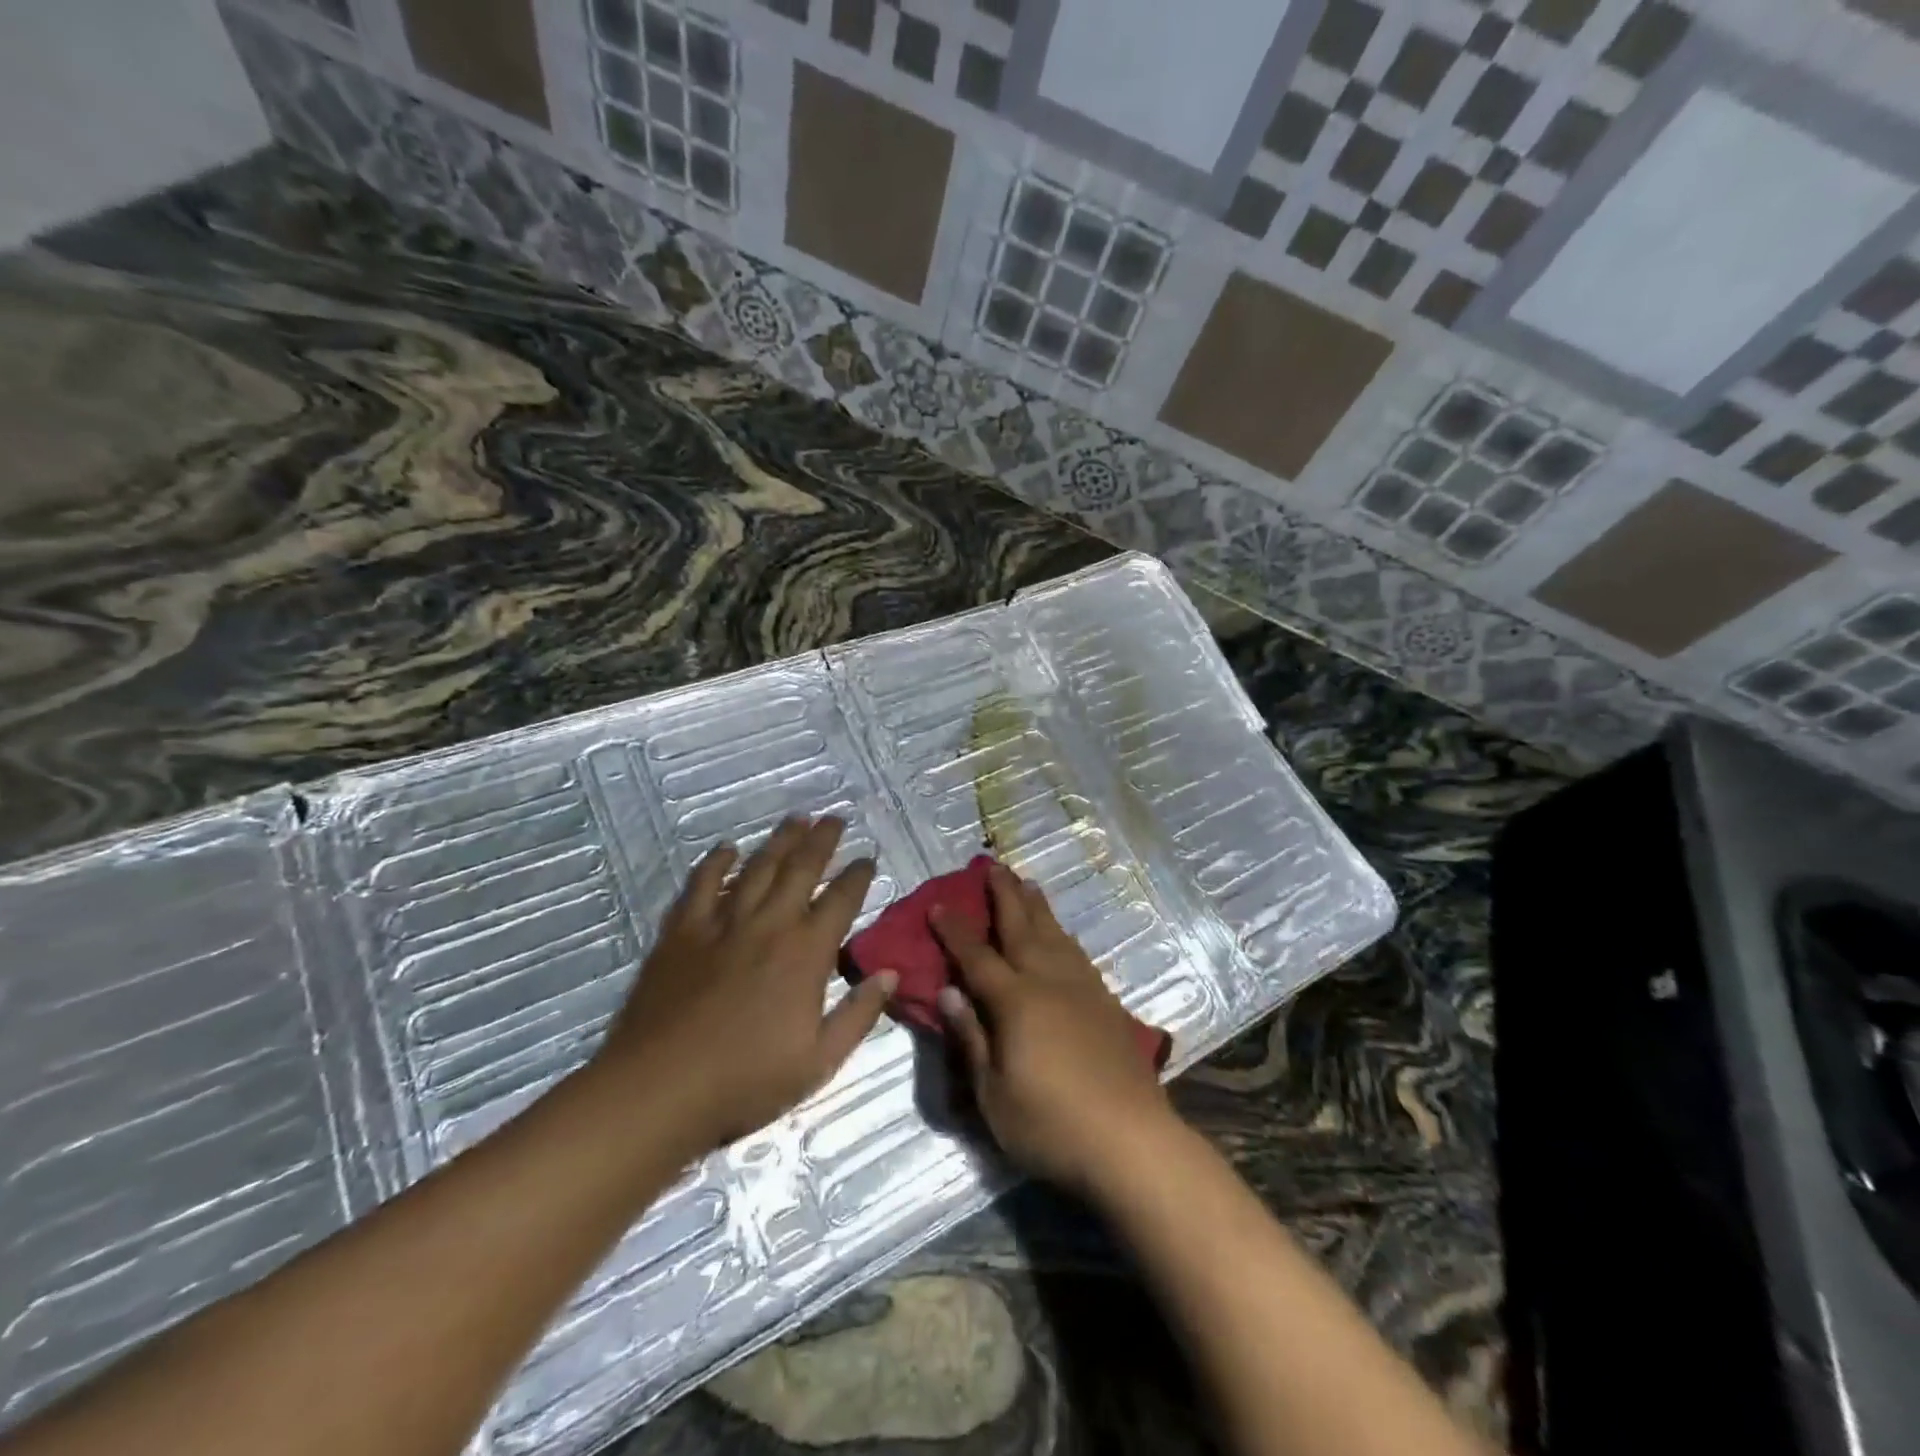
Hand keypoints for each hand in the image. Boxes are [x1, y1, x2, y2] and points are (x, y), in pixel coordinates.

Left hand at [594, 816, 896, 1156]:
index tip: (867, 859)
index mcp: (807, 953)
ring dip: (779, 841)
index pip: (841, 900)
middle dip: (822, 840)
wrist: (660, 1088)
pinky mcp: (682, 931)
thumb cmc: (746, 1080)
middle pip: (801, 869)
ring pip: (758, 868)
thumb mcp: (819, 1061)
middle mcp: (770, 925)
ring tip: (796, 820)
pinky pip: (702, 884)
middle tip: (834, 818)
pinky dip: (716, 863)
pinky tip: (727, 849)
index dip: (858, 875)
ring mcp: (723, 923)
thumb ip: (859, 1014)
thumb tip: (891, 973)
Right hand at [932, 863, 1176, 1194]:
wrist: (1132, 1140)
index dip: (955, 930)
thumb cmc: (1051, 1125)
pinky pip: (1078, 955)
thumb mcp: (993, 1095)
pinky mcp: (1106, 1004)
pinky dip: (1063, 936)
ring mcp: (1082, 990)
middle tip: (993, 866)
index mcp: (1016, 1002)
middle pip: (1021, 928)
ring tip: (1028, 884)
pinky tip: (1062, 937)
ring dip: (1037, 907)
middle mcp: (1049, 982)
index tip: (938, 904)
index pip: (976, 957)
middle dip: (1004, 895)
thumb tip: (949, 992)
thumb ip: (971, 1039)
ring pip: (1055, 935)